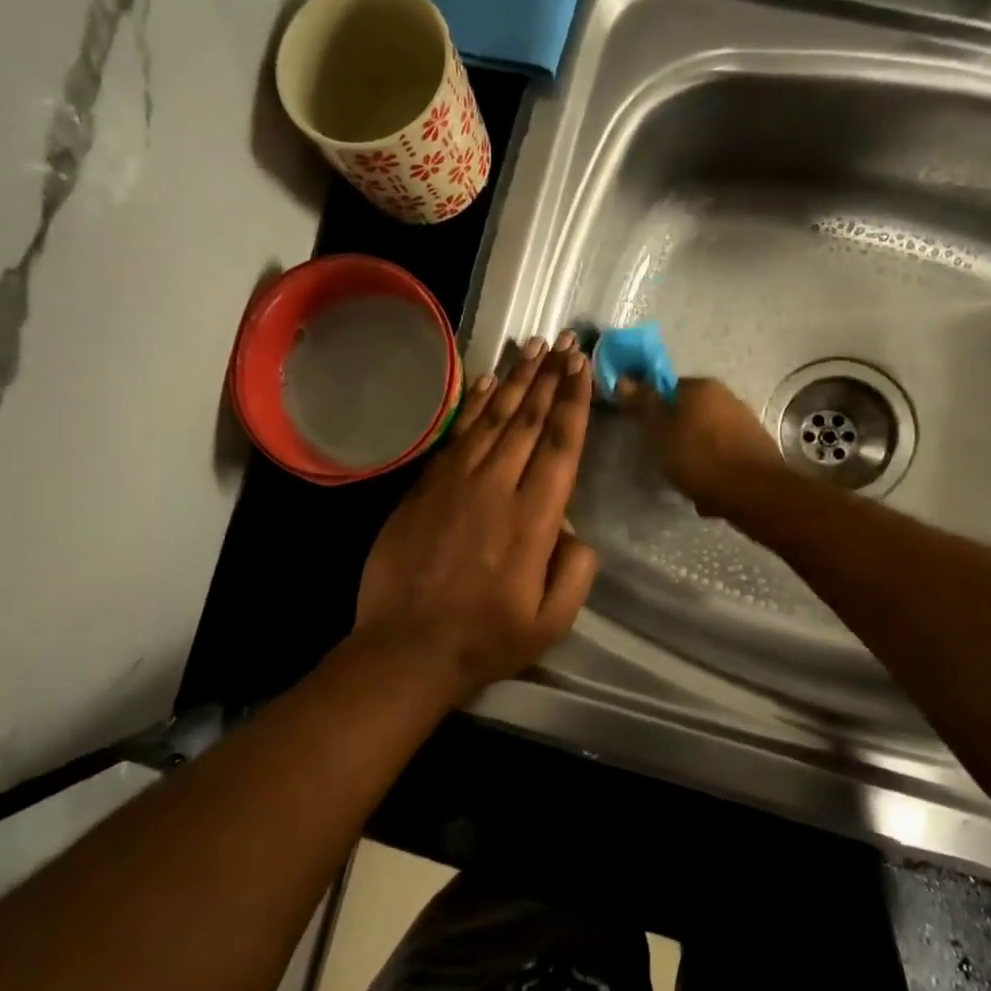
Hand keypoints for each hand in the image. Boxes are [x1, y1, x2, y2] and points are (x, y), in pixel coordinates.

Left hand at [356, 332, 600, 695]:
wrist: (406, 648)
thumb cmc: (486, 639)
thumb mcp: (552, 621)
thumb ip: (576, 570)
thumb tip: (574, 528)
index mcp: (533, 520)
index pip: (561, 445)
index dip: (574, 402)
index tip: (583, 367)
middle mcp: (496, 488)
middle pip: (529, 420)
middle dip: (551, 377)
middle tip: (566, 342)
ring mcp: (456, 483)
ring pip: (492, 419)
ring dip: (516, 380)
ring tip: (534, 347)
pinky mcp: (425, 487)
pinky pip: (457, 435)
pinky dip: (474, 404)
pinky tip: (488, 383)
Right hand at [625, 377, 781, 517]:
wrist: (754, 492)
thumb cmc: (700, 458)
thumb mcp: (662, 432)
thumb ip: (644, 405)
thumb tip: (624, 378)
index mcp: (701, 386)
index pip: (665, 388)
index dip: (651, 409)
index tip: (644, 432)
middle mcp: (726, 396)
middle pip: (687, 412)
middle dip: (674, 433)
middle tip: (663, 458)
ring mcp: (744, 420)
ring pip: (705, 434)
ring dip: (693, 452)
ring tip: (685, 477)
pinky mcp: (754, 446)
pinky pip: (722, 452)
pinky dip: (712, 466)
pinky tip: (707, 486)